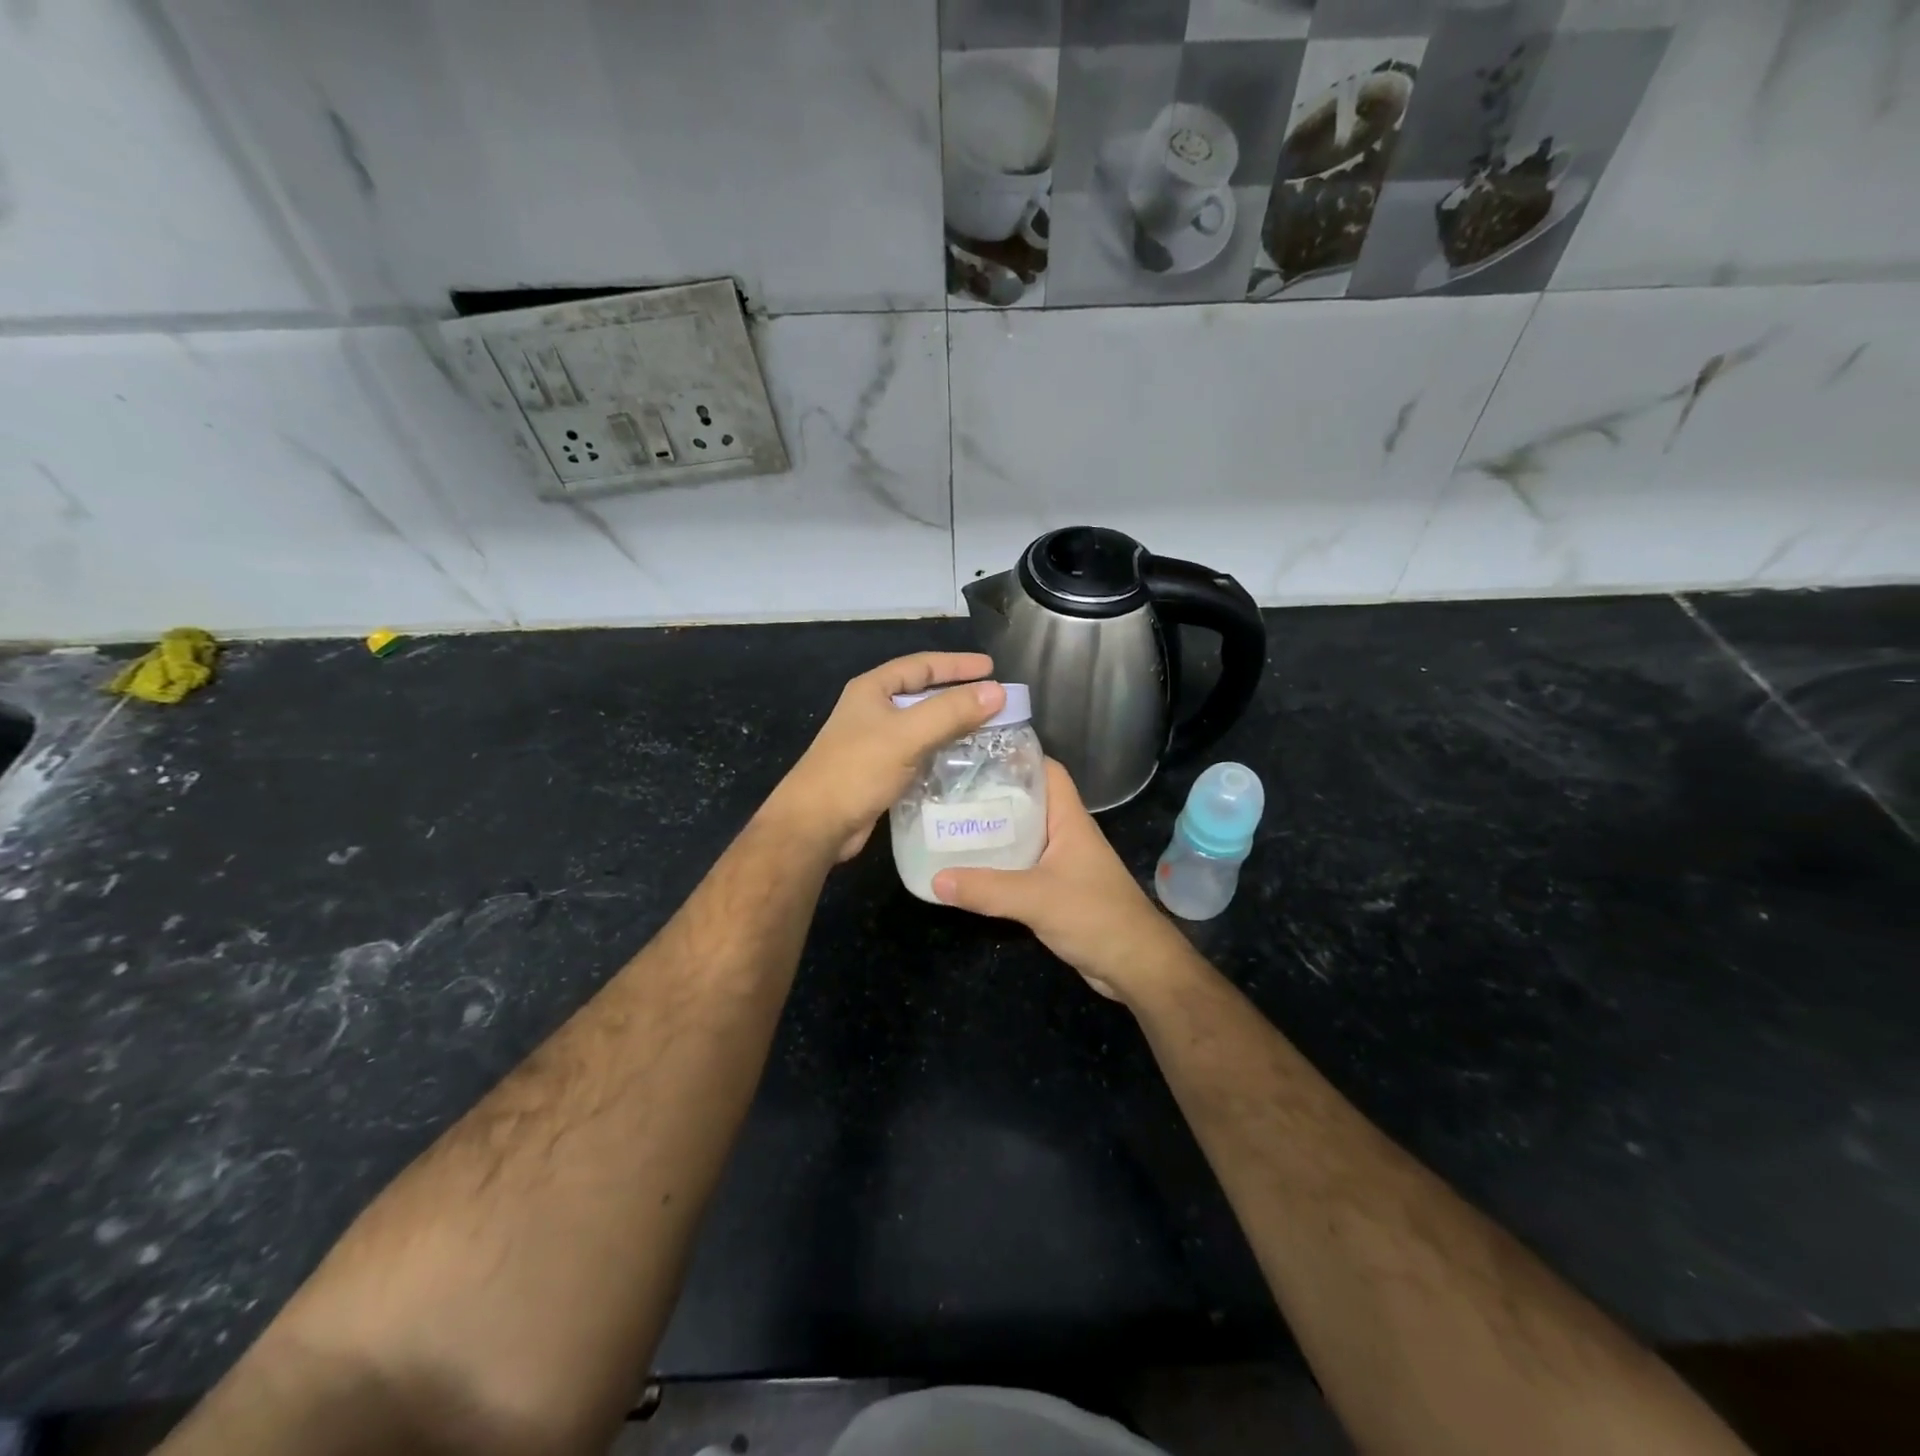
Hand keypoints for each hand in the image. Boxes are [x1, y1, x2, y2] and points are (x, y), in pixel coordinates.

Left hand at [765, 651, 1004, 862]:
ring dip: (953, 726)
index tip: (992, 668)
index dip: (958, 665)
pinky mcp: (880, 772)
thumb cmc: (857, 770)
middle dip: (959, 695)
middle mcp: (873, 711)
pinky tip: (964, 761)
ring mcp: (875, 743)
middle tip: (996, 700)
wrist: (816, 824)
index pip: (922, 665)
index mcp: (873, 690)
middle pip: (923, 694)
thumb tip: (998, 692)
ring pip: (923, 726)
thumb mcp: (907, 735)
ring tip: (989, 730)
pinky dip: (942, 752)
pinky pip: (919, 753)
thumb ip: (951, 711)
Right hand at [933, 760, 1193, 1000]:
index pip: (1047, 771)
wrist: (1137, 965)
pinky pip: (1024, 866)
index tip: (977, 755)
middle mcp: (1067, 834)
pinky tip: (973, 868)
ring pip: (1025, 835)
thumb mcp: (1036, 898)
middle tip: (950, 791)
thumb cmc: (1095, 916)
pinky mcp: (1059, 889)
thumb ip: (987, 888)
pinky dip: (1001, 863)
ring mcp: (1065, 862)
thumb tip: (935, 878)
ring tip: (952, 824)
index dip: (1017, 758)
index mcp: (1070, 820)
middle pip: (1029, 801)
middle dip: (994, 795)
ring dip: (995, 831)